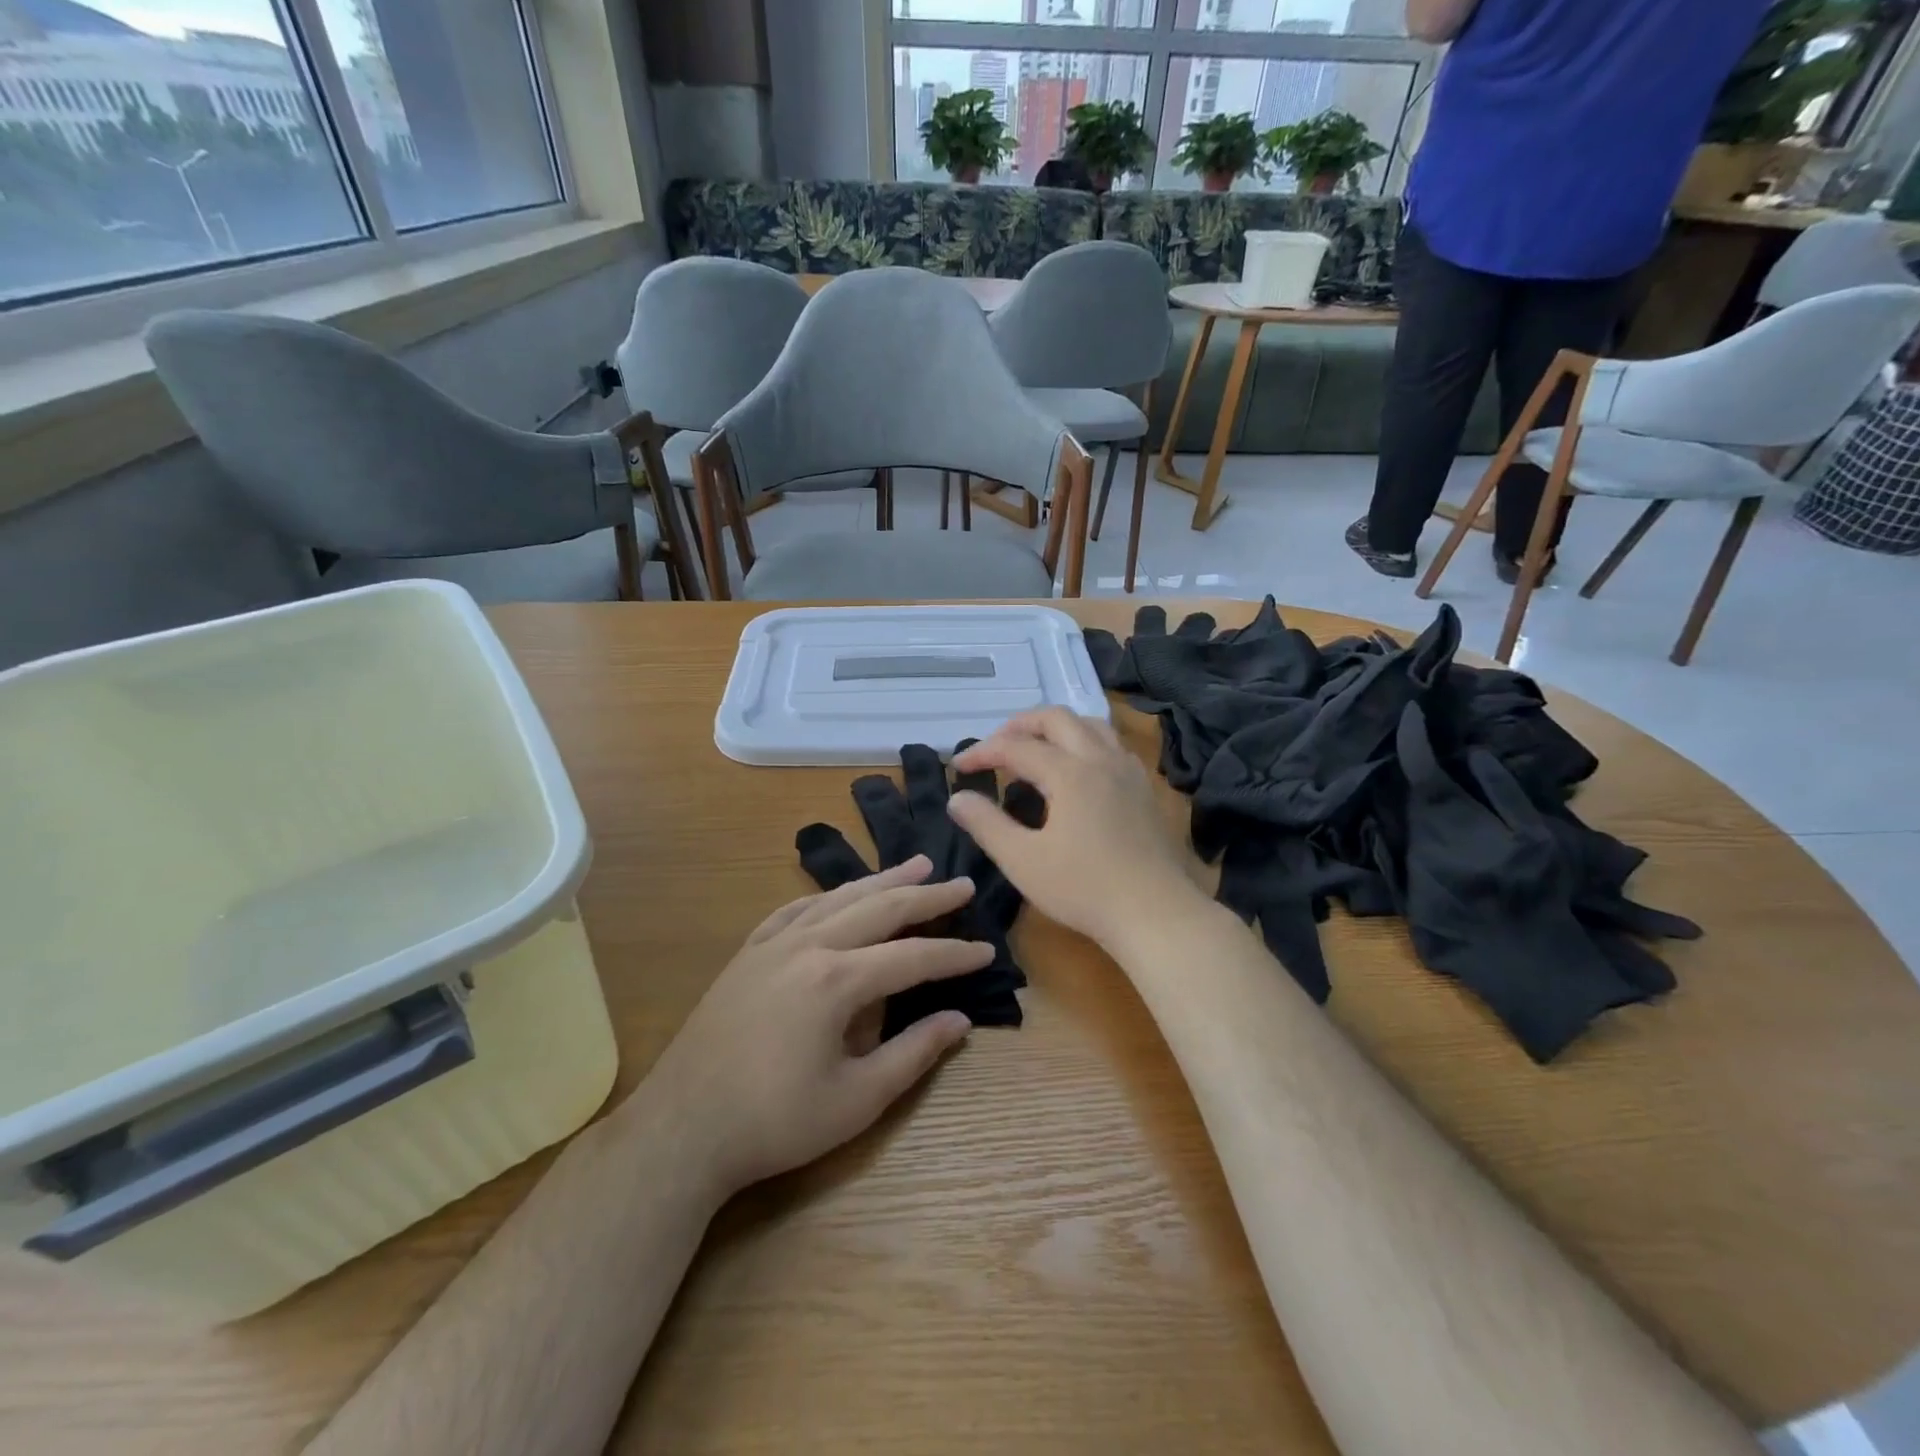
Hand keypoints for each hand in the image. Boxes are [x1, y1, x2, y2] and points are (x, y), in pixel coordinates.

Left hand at [642, 856, 990, 1200]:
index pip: (912, 957)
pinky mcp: (748, 954)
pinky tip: (840, 894)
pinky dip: (828, 896)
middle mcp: (807, 946)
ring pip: (838, 898)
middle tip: (961, 884)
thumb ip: (913, 1054)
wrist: (681, 1129)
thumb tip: (961, 1020)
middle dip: (926, 896)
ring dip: (881, 880)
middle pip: (879, 908)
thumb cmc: (774, 1123)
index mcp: (836, 980)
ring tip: (916, 864)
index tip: (987, 950)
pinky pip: (795, 909)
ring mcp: (772, 944)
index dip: (953, 955)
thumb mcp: (856, 1100)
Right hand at [947, 708, 1207, 952]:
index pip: (1016, 747)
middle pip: (1056, 718)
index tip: (958, 768)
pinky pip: (1111, 745)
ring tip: (1034, 749)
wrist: (1156, 914)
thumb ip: (986, 824)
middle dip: (1019, 725)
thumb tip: (958, 798)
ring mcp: (1128, 771)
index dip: (982, 752)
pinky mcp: (1144, 789)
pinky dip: (1084, 742)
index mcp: (1069, 772)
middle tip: (995, 748)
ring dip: (1056, 728)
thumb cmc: (1084, 889)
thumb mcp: (1022, 861)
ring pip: (1090, 725)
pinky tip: (1077, 770)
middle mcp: (1101, 759)